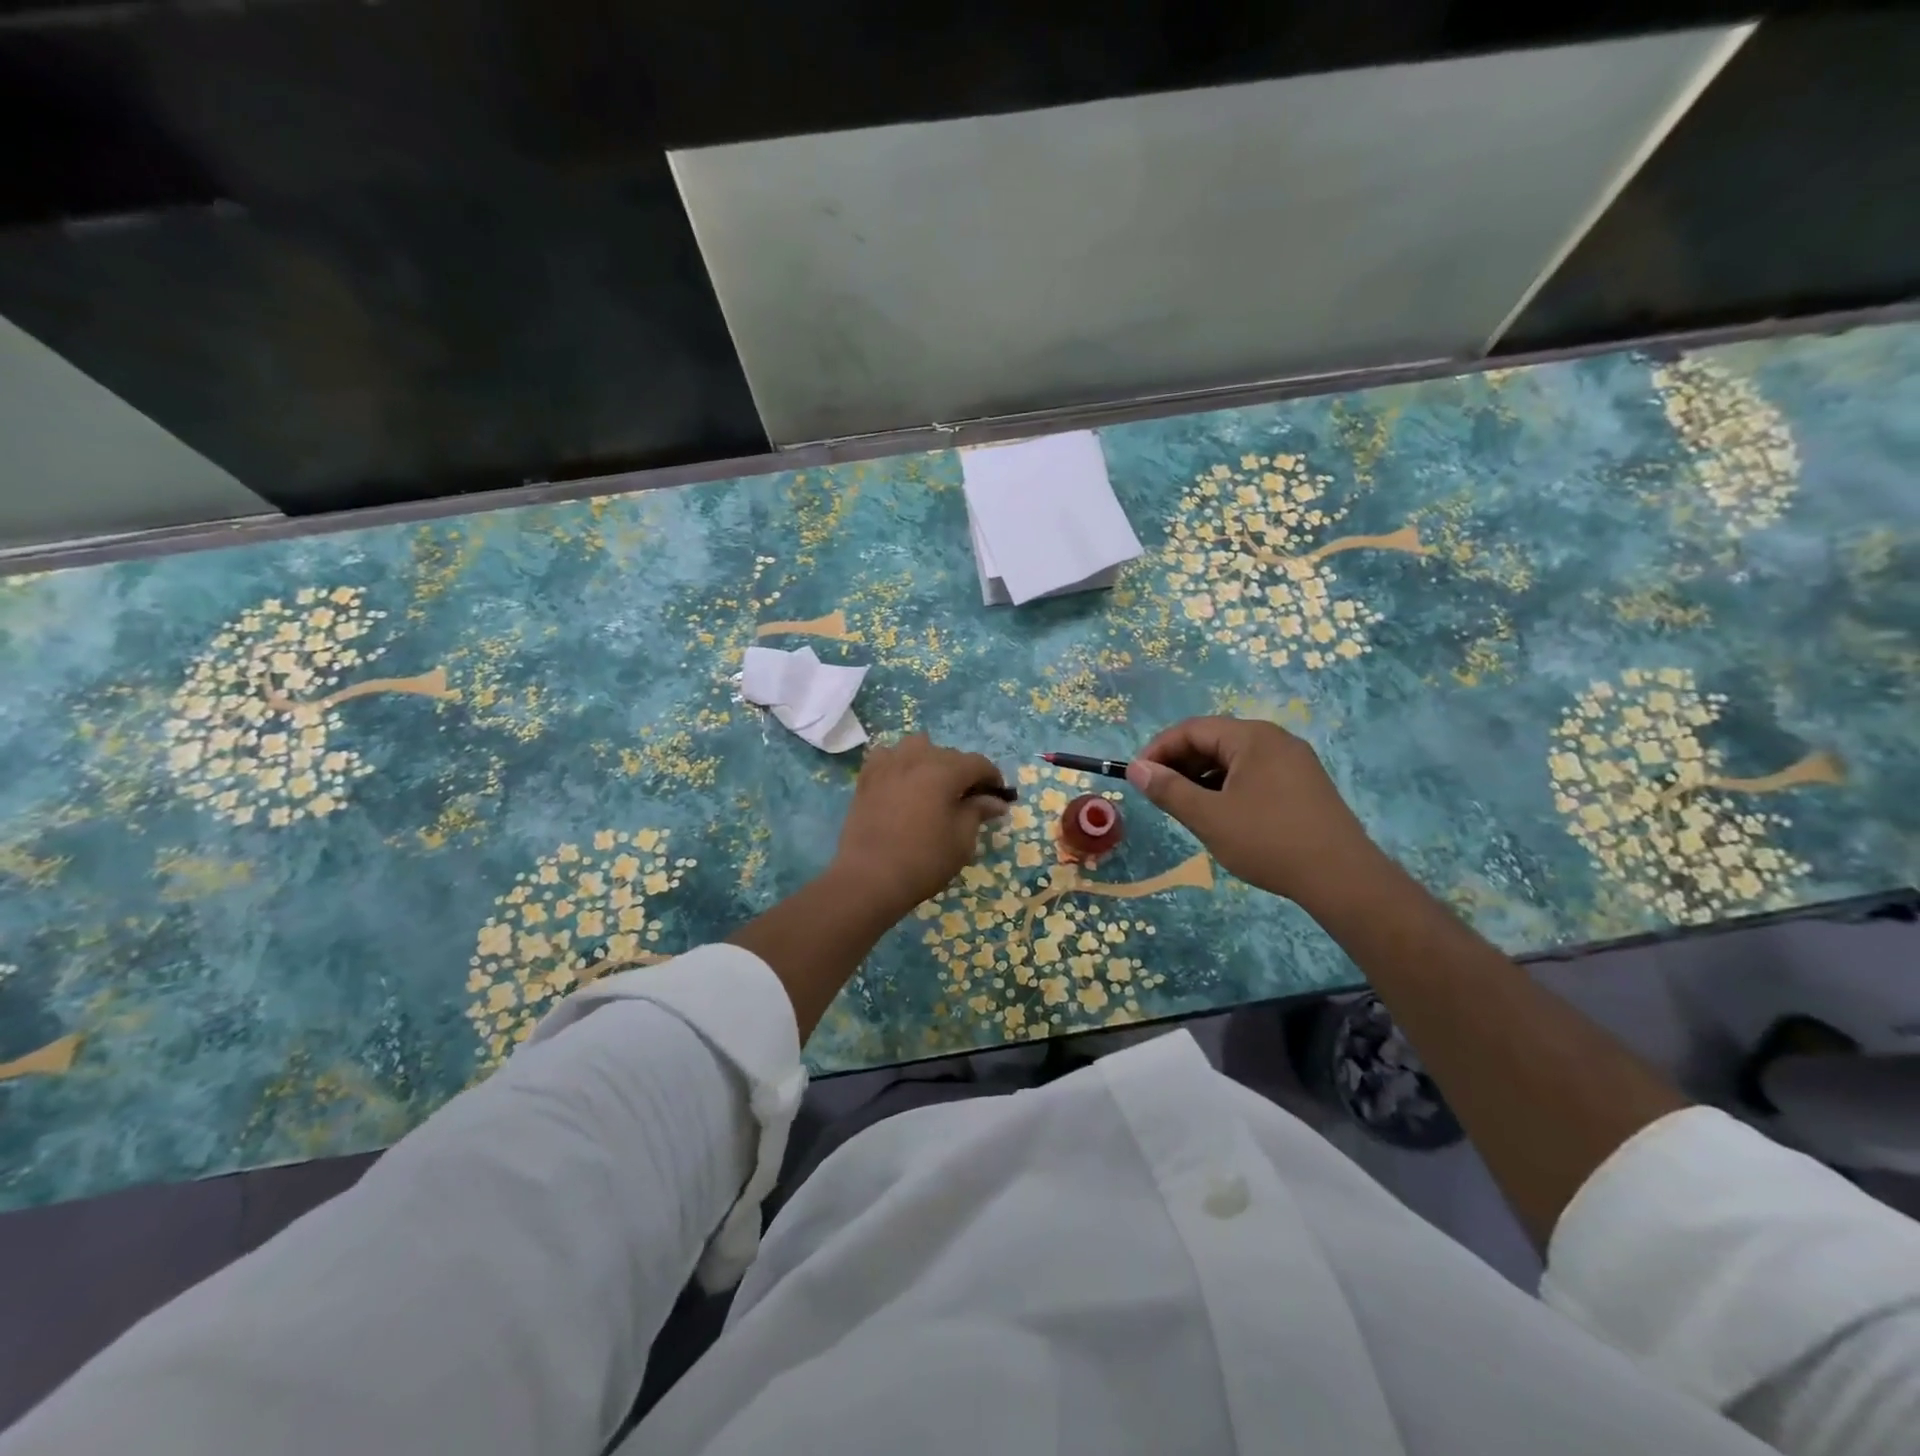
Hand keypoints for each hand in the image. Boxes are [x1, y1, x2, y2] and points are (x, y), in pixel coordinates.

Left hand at [829, 733, 1009, 919]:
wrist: (870, 877)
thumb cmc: (924, 860)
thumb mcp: (962, 840)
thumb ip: (978, 812)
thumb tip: (995, 801)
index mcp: (945, 770)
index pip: (978, 763)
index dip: (992, 778)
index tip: (997, 797)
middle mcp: (916, 758)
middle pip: (949, 754)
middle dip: (963, 773)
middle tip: (968, 800)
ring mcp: (888, 765)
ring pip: (916, 747)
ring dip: (930, 760)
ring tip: (932, 786)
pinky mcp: (866, 778)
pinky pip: (887, 757)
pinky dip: (898, 763)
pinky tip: (901, 783)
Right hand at [1126, 716, 1384, 910]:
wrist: (1342, 878)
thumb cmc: (1268, 841)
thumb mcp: (1209, 817)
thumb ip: (1168, 789)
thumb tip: (1136, 769)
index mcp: (1252, 737)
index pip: (1192, 729)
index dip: (1158, 749)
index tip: (1137, 776)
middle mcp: (1275, 740)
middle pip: (1214, 740)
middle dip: (1180, 763)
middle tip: (1158, 794)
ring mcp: (1294, 762)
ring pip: (1233, 759)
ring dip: (1202, 777)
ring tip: (1185, 807)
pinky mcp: (1304, 785)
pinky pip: (1254, 774)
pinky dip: (1227, 787)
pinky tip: (1220, 814)